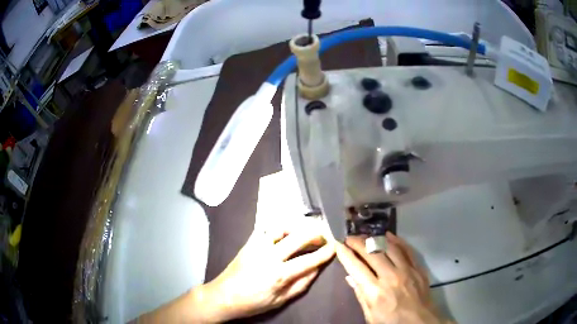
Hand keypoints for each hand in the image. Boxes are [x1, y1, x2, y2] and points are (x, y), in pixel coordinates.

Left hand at [198, 220, 334, 321]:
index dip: (324, 252)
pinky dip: (279, 227)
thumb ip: (301, 284)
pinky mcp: (248, 243)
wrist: (223, 296)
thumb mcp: (281, 300)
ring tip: (305, 231)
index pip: (308, 259)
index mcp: (278, 274)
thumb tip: (317, 269)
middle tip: (323, 236)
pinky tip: (285, 232)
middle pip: (297, 237)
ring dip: (297, 227)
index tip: (334, 246)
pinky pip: (265, 229)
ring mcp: (256, 246)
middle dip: (314, 234)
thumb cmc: (253, 303)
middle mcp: (268, 256)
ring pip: (281, 227)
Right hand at [336, 232, 446, 323]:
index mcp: (375, 292)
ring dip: (376, 238)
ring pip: (389, 247)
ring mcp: (407, 271)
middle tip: (350, 238)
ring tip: (366, 236)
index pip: (356, 267)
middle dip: (358, 242)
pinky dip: (397, 240)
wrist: (419, 323)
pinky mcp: (418, 268)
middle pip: (372, 252)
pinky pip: (407, 250)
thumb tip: (350, 277)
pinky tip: (389, 235)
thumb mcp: (370, 315)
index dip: (345, 254)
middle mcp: (390, 277)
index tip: (338, 244)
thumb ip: (360, 295)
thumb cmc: (391, 322)